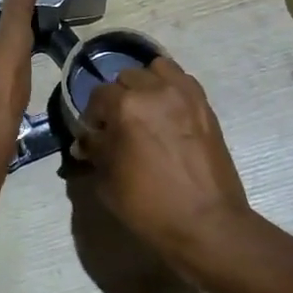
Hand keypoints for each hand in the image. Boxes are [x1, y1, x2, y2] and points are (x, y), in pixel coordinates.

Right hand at [81, 56, 253, 286]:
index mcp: (125, 107)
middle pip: (126, 78)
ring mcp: (184, 95)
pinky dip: (170, 87)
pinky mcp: (204, 104)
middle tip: (119, 125)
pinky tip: (168, 111)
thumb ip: (95, 151)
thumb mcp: (108, 182)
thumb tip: (85, 140)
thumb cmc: (150, 206)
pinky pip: (182, 79)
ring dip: (145, 85)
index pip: (98, 96)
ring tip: (146, 110)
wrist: (207, 223)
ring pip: (156, 70)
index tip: (94, 135)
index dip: (92, 116)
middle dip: (118, 98)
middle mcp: (154, 90)